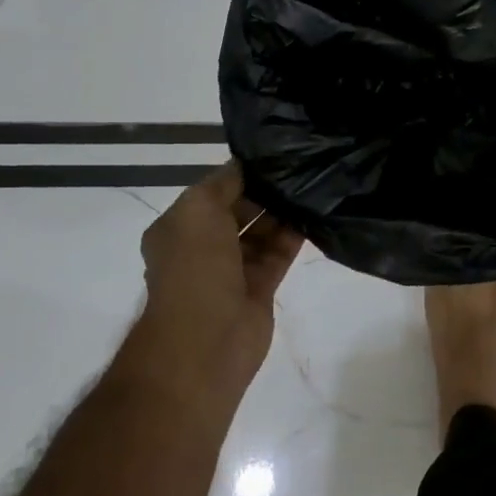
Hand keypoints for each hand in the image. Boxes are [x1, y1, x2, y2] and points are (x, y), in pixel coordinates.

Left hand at [133, 162, 304, 411]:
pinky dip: (294, 236)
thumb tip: (247, 165)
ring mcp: (232, 270)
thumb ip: (224, 182)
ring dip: (283, 212)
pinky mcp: (259, 288)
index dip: (241, 173)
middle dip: (265, 192)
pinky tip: (315, 214)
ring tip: (313, 184)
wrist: (206, 340)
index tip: (276, 154)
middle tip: (301, 167)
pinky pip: (279, 253)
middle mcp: (203, 247)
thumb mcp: (199, 209)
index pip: (215, 191)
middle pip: (240, 210)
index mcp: (180, 227)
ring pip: (262, 232)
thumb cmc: (194, 268)